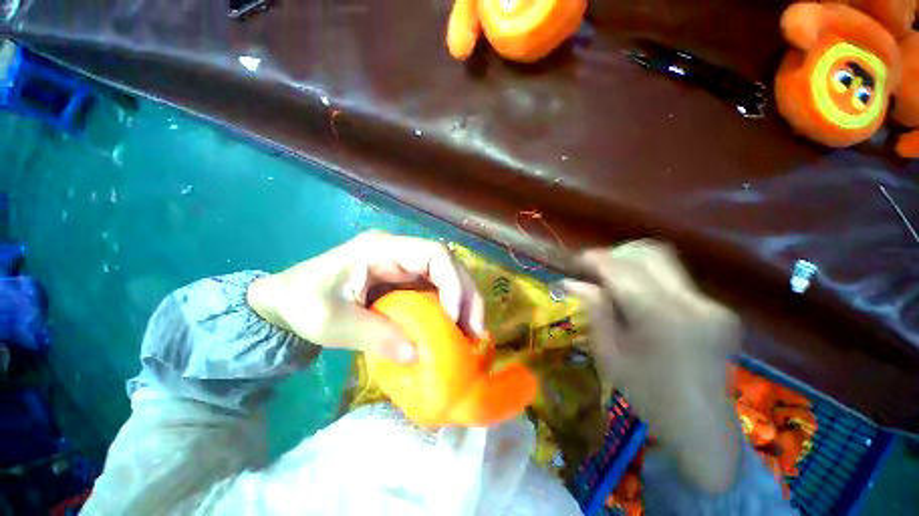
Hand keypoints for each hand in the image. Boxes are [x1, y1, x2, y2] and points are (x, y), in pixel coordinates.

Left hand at [246, 231, 484, 361]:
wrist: (285, 300)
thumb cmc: (301, 303)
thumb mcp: (330, 322)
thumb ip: (374, 336)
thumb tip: (419, 355)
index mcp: (382, 249)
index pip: (434, 253)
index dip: (453, 282)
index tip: (453, 318)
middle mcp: (400, 252)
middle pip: (448, 265)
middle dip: (466, 296)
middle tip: (475, 331)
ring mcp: (404, 266)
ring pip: (446, 278)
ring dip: (462, 305)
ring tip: (470, 335)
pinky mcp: (404, 282)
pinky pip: (435, 292)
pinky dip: (448, 311)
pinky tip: (452, 331)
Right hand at [564, 240, 741, 493]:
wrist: (703, 428)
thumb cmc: (648, 396)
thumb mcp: (609, 355)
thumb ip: (594, 310)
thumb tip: (571, 281)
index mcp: (660, 317)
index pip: (621, 267)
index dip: (594, 258)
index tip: (575, 263)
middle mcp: (692, 302)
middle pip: (649, 252)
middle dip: (616, 254)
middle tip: (595, 271)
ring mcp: (712, 304)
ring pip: (664, 261)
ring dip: (633, 264)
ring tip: (615, 284)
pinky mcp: (719, 309)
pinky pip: (676, 279)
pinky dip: (650, 280)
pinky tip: (641, 302)